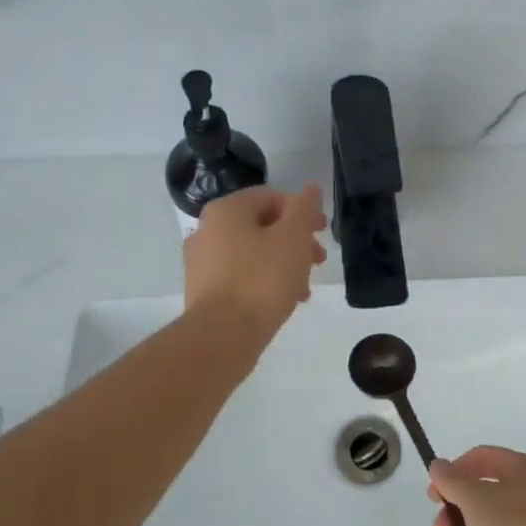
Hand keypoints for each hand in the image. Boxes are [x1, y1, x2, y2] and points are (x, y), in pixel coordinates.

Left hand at [183, 185, 326, 342]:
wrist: (222, 336)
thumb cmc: (262, 279)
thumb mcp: (293, 238)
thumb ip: (304, 208)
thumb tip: (310, 189)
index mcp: (227, 210)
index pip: (271, 198)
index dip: (302, 211)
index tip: (323, 231)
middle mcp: (208, 230)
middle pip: (262, 226)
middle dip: (295, 241)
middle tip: (318, 260)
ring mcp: (202, 262)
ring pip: (254, 253)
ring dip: (284, 264)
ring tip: (304, 288)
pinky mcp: (204, 291)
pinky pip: (241, 276)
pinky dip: (265, 282)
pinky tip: (284, 301)